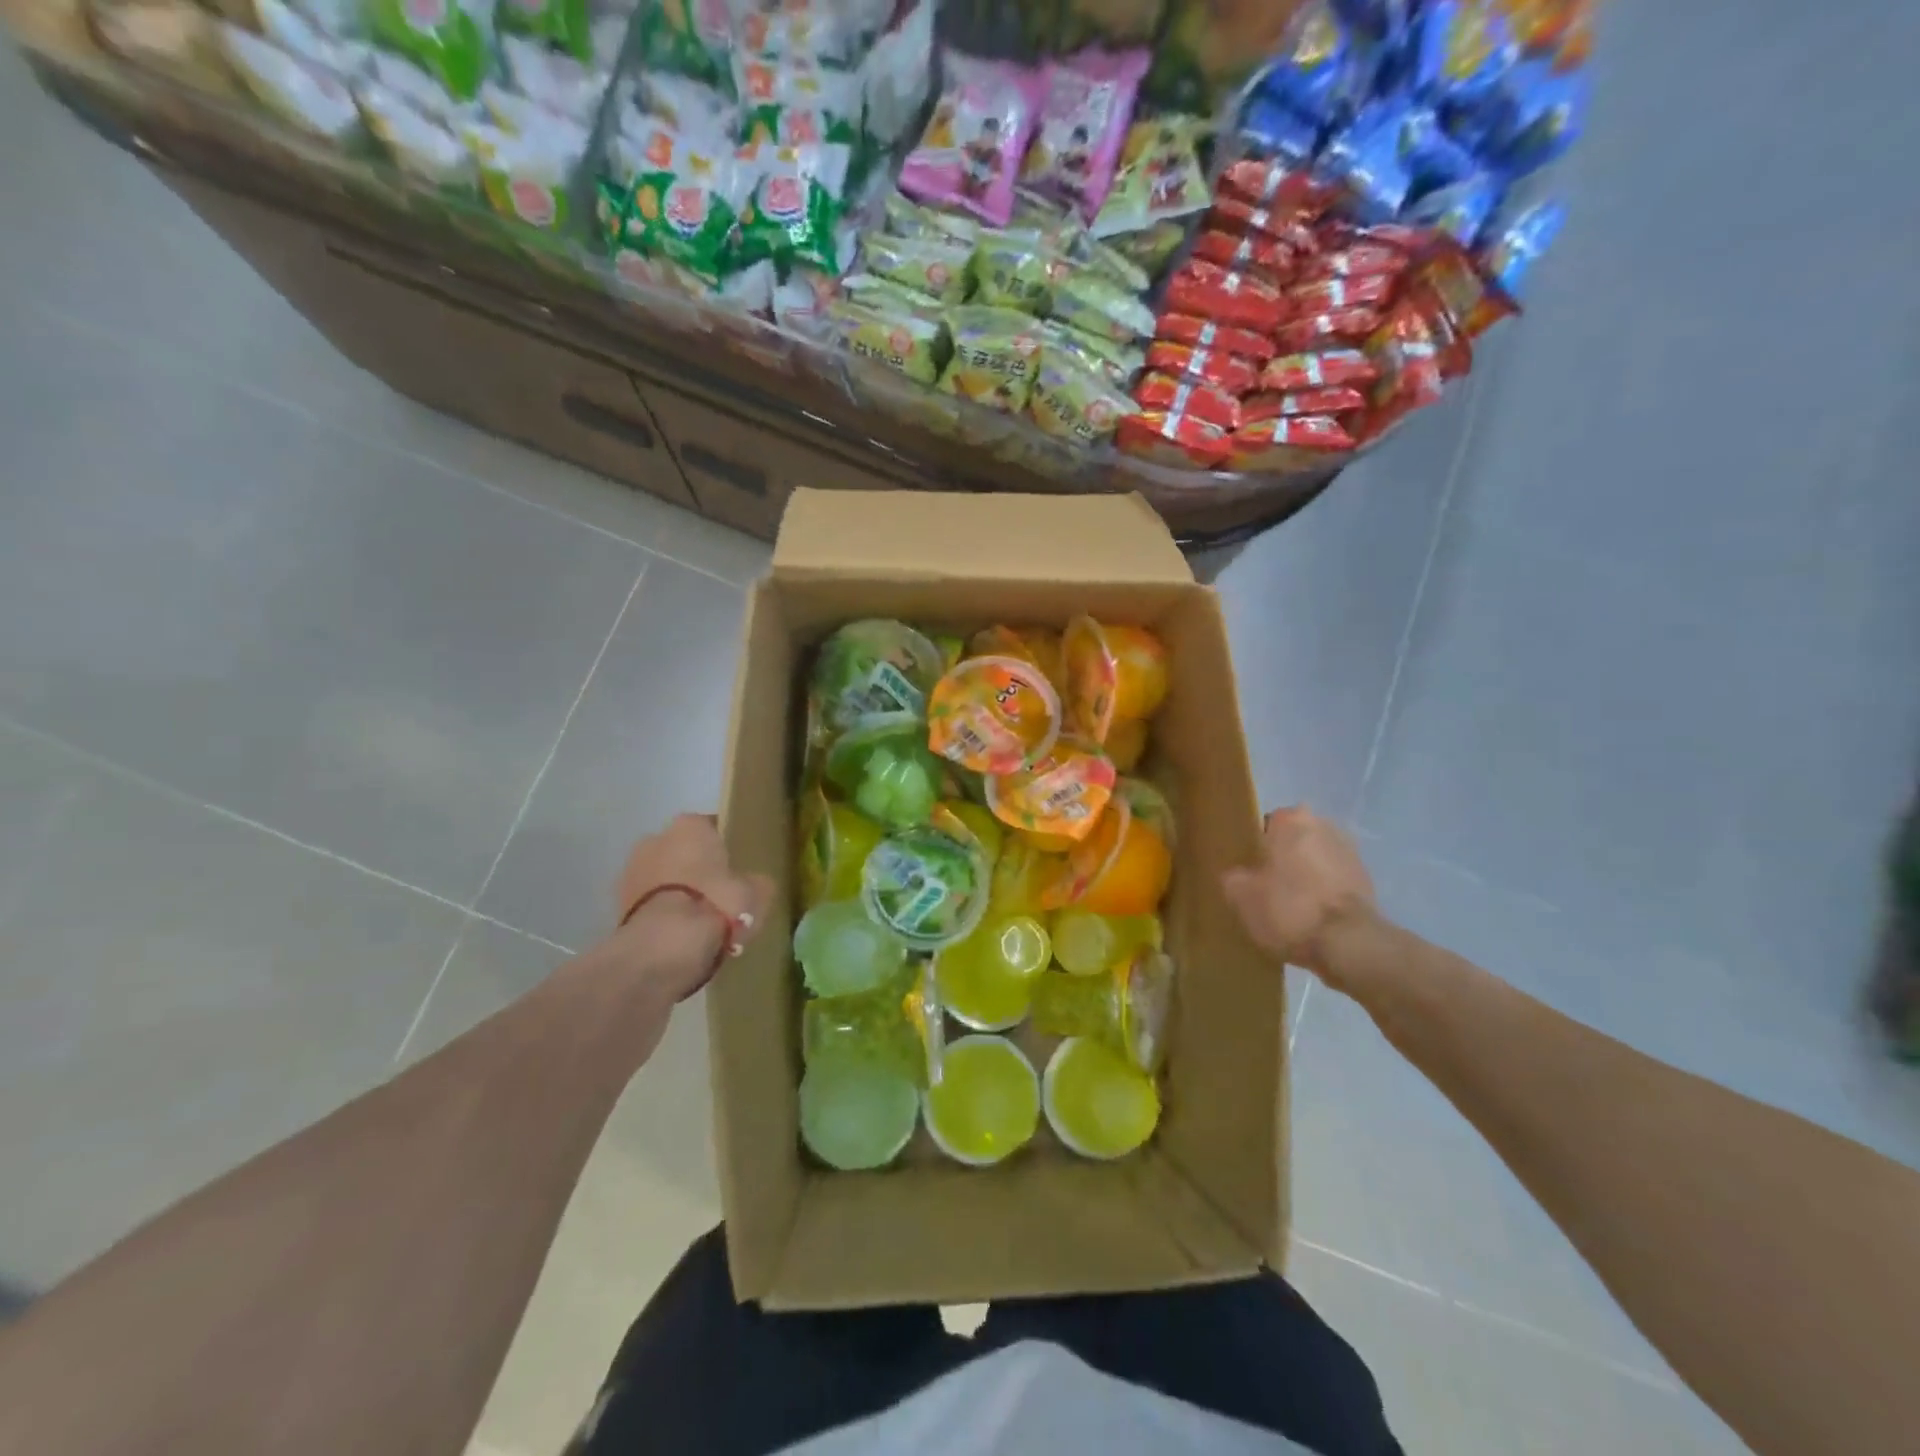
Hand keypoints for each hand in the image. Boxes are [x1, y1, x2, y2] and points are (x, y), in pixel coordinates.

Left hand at [608, 814, 775, 1004]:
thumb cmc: (717, 904)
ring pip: (663, 878)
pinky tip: (680, 935)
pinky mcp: (617, 906)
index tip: (737, 869)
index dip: (726, 849)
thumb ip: (756, 882)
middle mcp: (655, 838)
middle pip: (682, 852)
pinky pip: (650, 905)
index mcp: (690, 825)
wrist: (666, 946)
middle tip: (718, 895)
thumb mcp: (757, 892)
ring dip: (676, 893)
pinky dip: (662, 915)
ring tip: (699, 921)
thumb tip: (754, 885)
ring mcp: (631, 872)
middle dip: (696, 869)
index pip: (712, 828)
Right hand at [1223, 806, 1376, 977]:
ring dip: (1304, 877)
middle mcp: (1324, 825)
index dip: (1253, 849)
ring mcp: (1350, 852)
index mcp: (1292, 820)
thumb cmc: (1289, 909)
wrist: (1350, 944)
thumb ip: (1233, 878)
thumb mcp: (1241, 896)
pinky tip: (1311, 919)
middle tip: (1265, 889)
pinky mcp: (1367, 880)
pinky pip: (1333, 882)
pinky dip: (1323, 894)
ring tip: (1290, 908)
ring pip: (1314, 861)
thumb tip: (1237, 876)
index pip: (1264, 825)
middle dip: (1281, 861)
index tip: (1247, 872)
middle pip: (1292, 842)